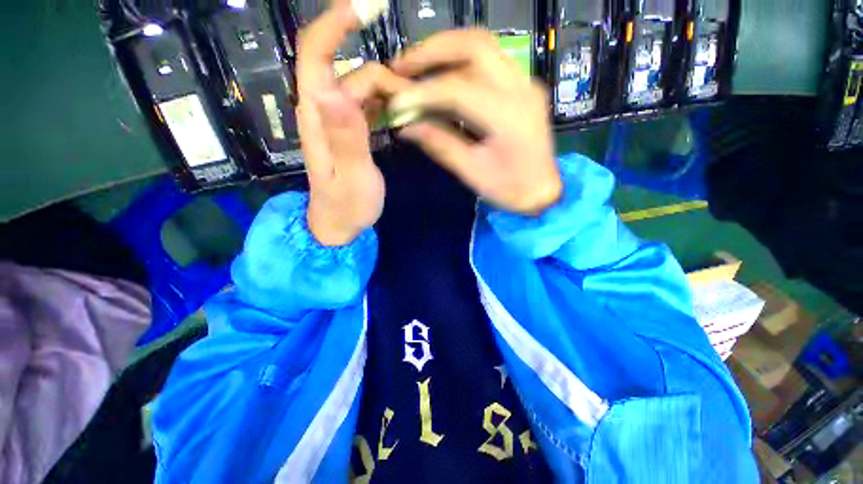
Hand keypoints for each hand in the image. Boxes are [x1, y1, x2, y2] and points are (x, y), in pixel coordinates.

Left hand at [297, 4, 408, 245]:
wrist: (340, 223)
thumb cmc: (345, 206)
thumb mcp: (350, 178)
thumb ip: (346, 139)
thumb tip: (336, 91)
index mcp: (317, 117)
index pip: (315, 56)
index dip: (334, 25)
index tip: (364, 8)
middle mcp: (324, 111)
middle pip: (353, 73)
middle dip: (384, 79)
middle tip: (411, 106)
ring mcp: (339, 121)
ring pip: (364, 88)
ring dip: (389, 93)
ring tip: (410, 115)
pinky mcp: (351, 131)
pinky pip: (369, 105)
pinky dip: (386, 104)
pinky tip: (401, 117)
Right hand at [390, 30, 560, 214]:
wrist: (543, 190)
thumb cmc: (509, 188)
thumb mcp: (472, 172)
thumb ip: (440, 144)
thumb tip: (406, 127)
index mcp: (508, 116)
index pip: (457, 90)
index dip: (422, 93)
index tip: (395, 101)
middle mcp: (520, 88)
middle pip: (473, 45)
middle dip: (431, 51)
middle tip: (401, 67)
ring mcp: (525, 82)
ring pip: (481, 45)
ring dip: (444, 50)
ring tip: (415, 67)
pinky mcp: (522, 85)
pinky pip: (488, 60)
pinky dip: (459, 62)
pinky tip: (441, 75)